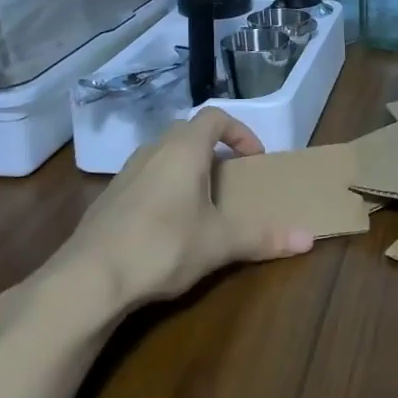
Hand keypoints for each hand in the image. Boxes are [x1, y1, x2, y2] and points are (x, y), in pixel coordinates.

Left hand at [28, 109, 314, 328]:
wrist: (88, 279)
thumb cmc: (163, 246)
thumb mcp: (220, 242)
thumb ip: (264, 237)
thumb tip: (309, 238)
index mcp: (183, 150)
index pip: (215, 117)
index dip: (240, 132)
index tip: (254, 158)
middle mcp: (152, 151)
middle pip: (187, 133)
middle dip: (214, 149)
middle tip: (231, 178)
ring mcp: (125, 174)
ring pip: (163, 155)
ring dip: (187, 168)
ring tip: (202, 202)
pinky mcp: (108, 199)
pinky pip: (144, 179)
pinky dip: (163, 188)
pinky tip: (168, 226)